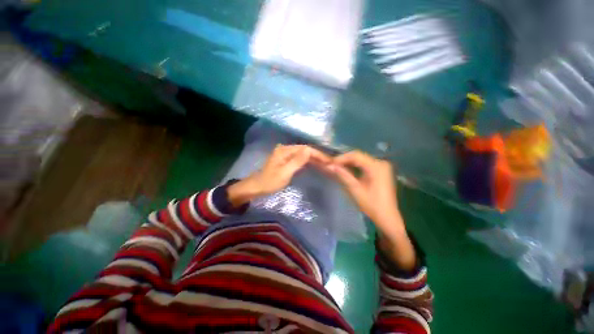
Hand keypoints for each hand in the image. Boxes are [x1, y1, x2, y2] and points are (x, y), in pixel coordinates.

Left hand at [228, 144, 330, 206]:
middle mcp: (286, 149)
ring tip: (325, 164)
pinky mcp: (285, 160)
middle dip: (317, 156)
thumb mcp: (284, 172)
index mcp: (285, 150)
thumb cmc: (270, 181)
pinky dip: (308, 162)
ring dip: (314, 159)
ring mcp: (285, 154)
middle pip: (305, 150)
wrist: (256, 187)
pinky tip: (314, 165)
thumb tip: (309, 150)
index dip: (318, 154)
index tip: (329, 161)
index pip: (306, 149)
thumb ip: (297, 161)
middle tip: (329, 163)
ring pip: (303, 154)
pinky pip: (299, 158)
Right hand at [326, 151, 400, 230]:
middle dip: (345, 160)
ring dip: (349, 163)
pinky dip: (356, 166)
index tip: (331, 163)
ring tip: (337, 167)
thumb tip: (331, 166)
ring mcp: (382, 166)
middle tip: (333, 165)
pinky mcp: (381, 171)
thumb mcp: (355, 189)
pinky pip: (365, 164)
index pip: (356, 156)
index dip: (342, 158)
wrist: (387, 217)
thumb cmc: (372, 205)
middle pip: (359, 156)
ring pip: (361, 160)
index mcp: (376, 166)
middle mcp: (381, 162)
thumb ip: (344, 175)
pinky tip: (347, 170)